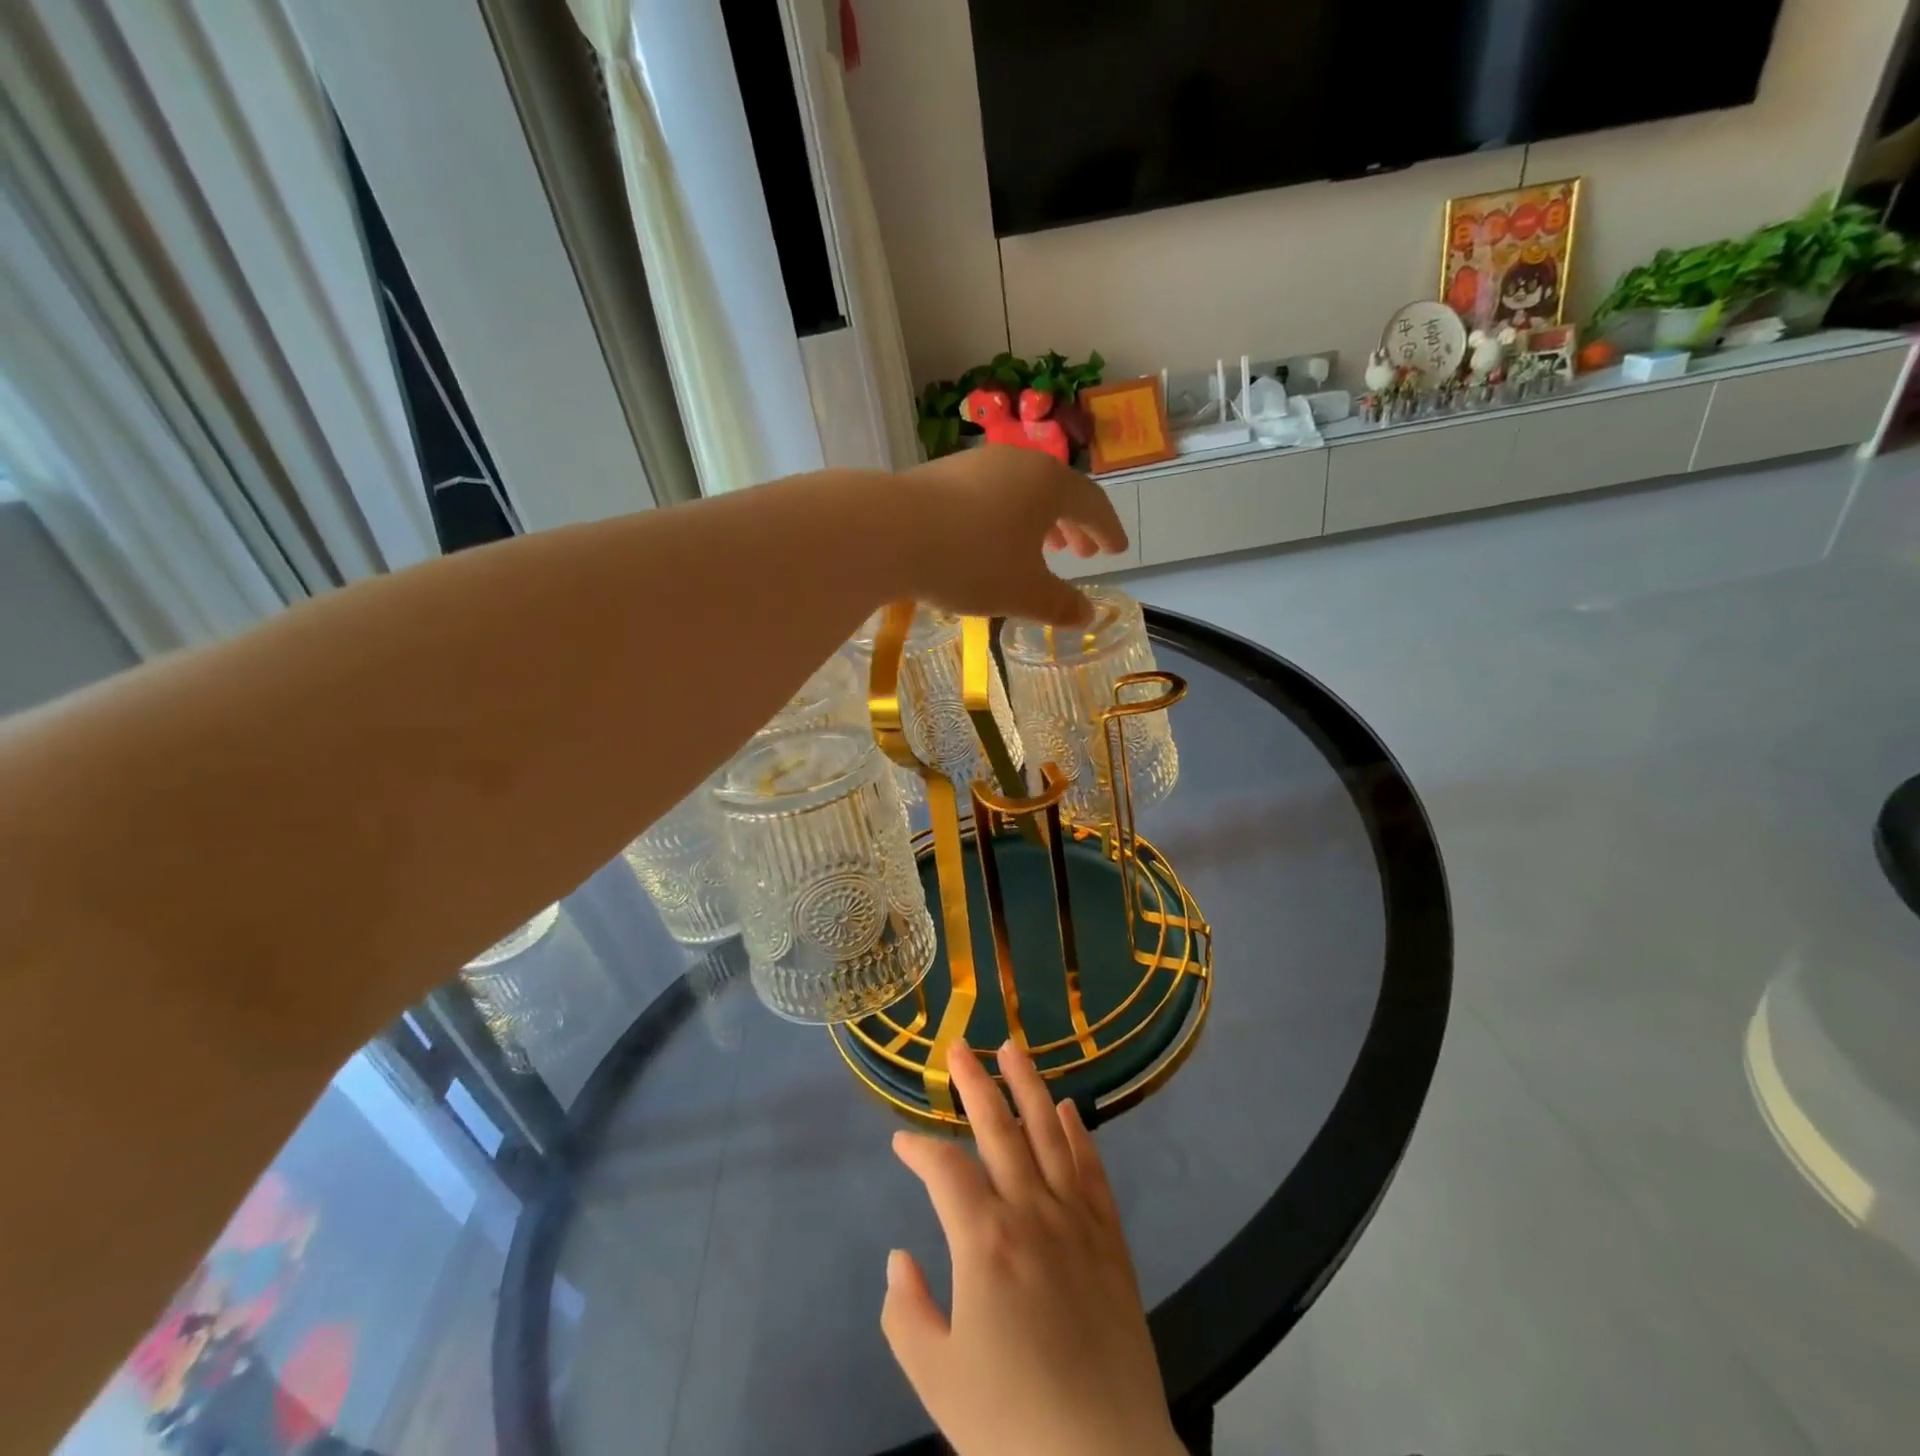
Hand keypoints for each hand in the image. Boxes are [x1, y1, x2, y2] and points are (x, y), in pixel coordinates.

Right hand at [881, 1041, 1183, 1455]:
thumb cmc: (1010, 1424)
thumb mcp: (936, 1378)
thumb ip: (906, 1312)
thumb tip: (899, 1257)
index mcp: (984, 1239)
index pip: (944, 1170)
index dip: (918, 1149)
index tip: (901, 1142)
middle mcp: (1031, 1211)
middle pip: (998, 1129)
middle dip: (974, 1083)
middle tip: (958, 1047)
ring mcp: (1075, 1220)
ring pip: (1049, 1134)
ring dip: (1029, 1087)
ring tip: (1013, 1049)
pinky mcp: (1110, 1239)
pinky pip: (1092, 1171)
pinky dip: (1079, 1134)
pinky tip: (1070, 1109)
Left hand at [896, 447, 1127, 625]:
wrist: (890, 532)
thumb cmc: (972, 561)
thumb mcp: (1023, 593)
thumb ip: (1060, 605)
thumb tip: (1088, 616)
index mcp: (1050, 484)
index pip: (1093, 504)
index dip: (1108, 531)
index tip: (1117, 551)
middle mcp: (1018, 463)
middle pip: (1058, 493)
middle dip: (1074, 525)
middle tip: (1081, 553)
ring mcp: (977, 463)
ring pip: (1021, 492)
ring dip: (1038, 521)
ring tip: (1041, 547)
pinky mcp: (942, 473)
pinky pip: (990, 495)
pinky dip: (1005, 518)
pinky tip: (990, 542)